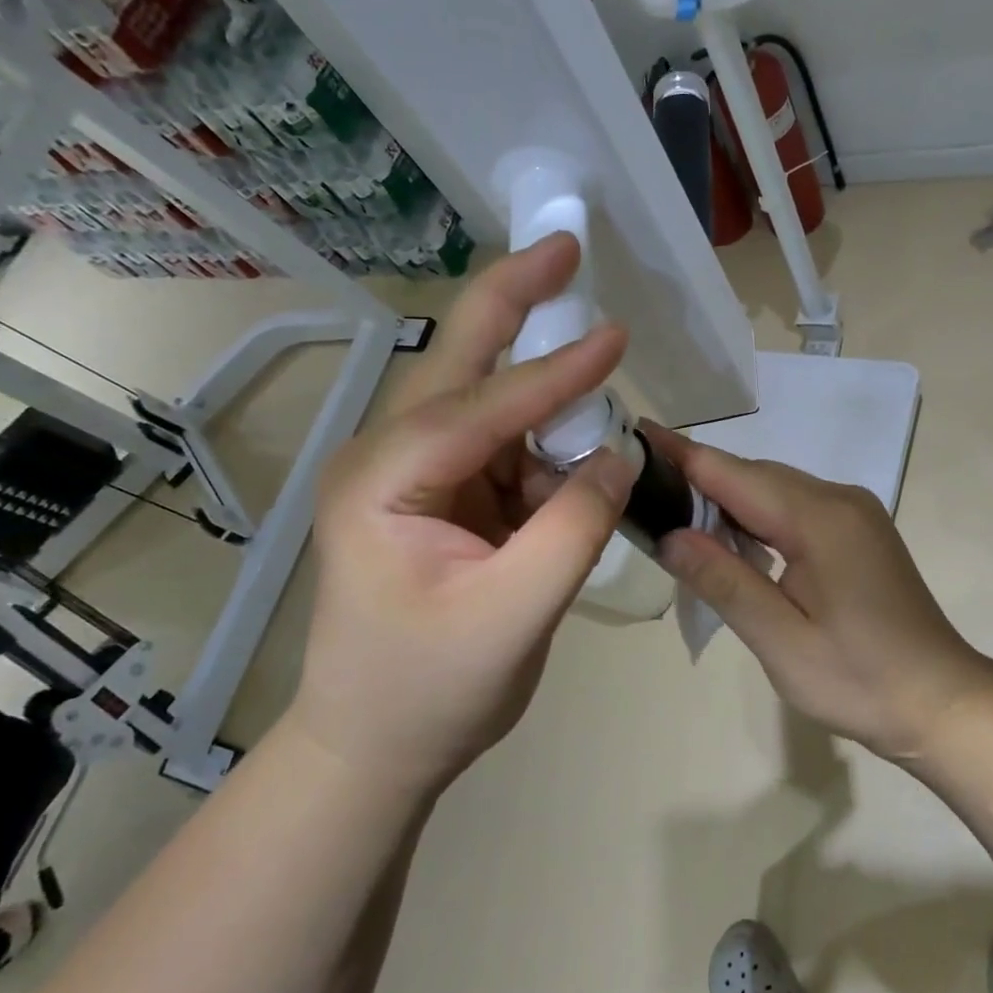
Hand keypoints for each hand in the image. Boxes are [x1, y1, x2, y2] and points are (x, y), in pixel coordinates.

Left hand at [292, 235, 635, 790]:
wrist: (375, 748)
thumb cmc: (427, 692)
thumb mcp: (512, 617)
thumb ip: (572, 530)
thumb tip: (618, 455)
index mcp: (382, 482)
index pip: (482, 411)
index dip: (556, 375)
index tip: (617, 337)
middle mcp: (388, 460)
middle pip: (458, 364)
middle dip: (512, 301)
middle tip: (563, 245)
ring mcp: (414, 475)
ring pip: (486, 402)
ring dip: (542, 383)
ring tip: (593, 353)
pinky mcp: (443, 496)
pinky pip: (504, 448)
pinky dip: (546, 441)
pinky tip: (577, 449)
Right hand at [647, 425, 992, 763]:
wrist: (941, 701)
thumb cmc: (859, 680)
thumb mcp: (780, 640)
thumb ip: (723, 580)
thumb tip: (668, 535)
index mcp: (819, 518)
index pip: (733, 473)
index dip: (682, 453)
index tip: (635, 432)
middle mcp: (839, 499)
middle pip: (754, 475)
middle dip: (699, 479)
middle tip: (642, 488)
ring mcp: (854, 512)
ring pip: (775, 489)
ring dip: (728, 499)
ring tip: (675, 513)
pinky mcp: (858, 530)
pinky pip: (795, 506)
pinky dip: (758, 515)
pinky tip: (734, 539)